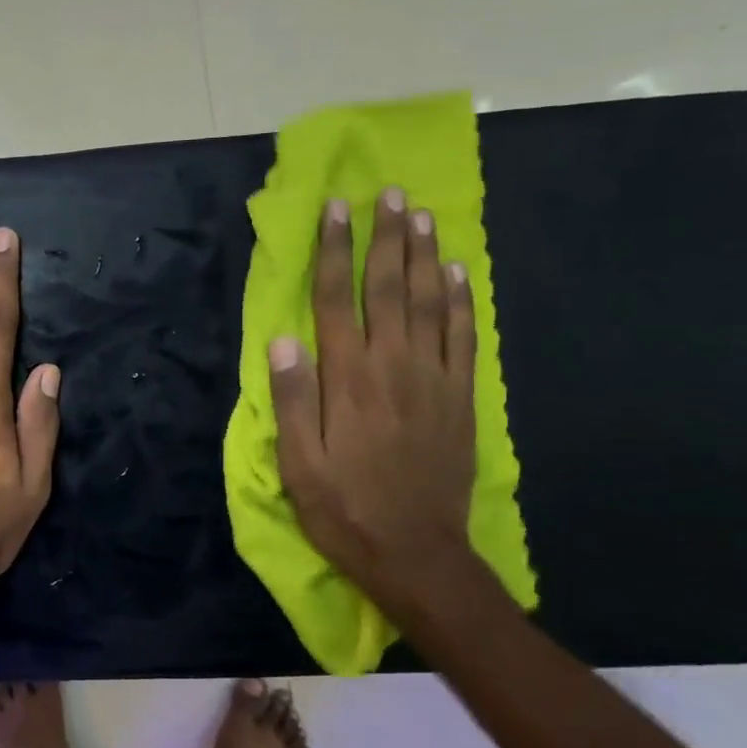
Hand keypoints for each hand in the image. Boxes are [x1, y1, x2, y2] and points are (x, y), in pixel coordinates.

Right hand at [269, 189, 476, 599]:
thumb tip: (282, 341)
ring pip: (429, 303)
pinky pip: (464, 338)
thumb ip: (291, 399)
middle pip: (388, 289)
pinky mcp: (460, 398)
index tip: (335, 210)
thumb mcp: (298, 464)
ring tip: (421, 215)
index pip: (335, 301)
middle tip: (388, 194)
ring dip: (424, 255)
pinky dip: (462, 301)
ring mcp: (432, 380)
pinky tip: (458, 272)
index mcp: (346, 380)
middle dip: (385, 237)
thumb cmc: (344, 508)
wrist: (417, 554)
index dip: (334, 252)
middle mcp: (391, 367)